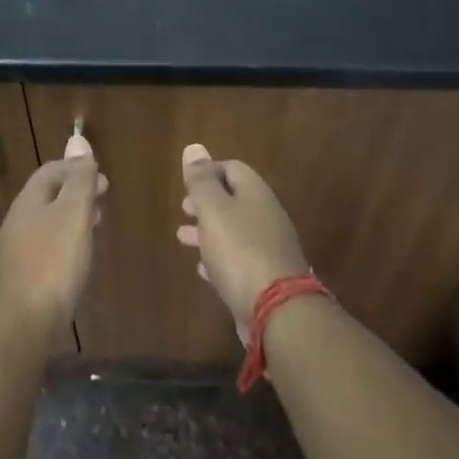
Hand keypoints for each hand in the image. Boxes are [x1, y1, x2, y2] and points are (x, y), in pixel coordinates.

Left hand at [0, 133, 104, 332]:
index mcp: (28, 202)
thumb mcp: (73, 214)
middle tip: (104, 197)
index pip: (50, 171)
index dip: (76, 167)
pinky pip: (47, 246)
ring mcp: (17, 251)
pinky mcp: (23, 276)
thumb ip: (79, 179)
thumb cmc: (53, 263)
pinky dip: (66, 240)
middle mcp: (18, 222)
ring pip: (48, 221)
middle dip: (76, 191)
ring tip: (97, 223)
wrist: (23, 324)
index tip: (103, 178)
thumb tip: (78, 138)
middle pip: (48, 195)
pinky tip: (79, 256)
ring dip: (72, 216)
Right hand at [176, 143, 310, 346]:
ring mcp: (268, 249)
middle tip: (183, 208)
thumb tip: (195, 148)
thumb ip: (202, 181)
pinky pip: (237, 261)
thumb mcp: (214, 210)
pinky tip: (202, 268)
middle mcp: (266, 218)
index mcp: (256, 195)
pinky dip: (218, 258)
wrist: (276, 310)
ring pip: (233, 232)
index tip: (186, 182)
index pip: (233, 169)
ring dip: (208, 231)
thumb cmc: (239, 251)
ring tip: (182, 237)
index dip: (209, 170)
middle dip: (207, 202)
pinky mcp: (264, 278)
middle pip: (234, 201)